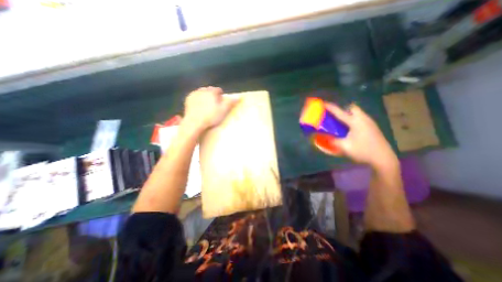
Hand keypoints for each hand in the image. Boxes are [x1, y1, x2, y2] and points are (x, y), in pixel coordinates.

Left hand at [183, 86, 239, 130]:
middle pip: (209, 90)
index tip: (221, 101)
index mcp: (211, 92)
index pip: (218, 90)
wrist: (194, 122)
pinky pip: (195, 96)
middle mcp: (202, 90)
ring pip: (202, 92)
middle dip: (213, 94)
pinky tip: (199, 106)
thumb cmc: (211, 116)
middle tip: (214, 104)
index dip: (221, 95)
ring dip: (205, 96)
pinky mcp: (188, 99)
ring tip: (207, 105)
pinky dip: (198, 99)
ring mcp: (194, 94)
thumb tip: (239, 97)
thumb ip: (230, 102)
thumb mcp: (223, 110)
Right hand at [326, 102, 399, 168]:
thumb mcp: (344, 147)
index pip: (340, 112)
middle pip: (353, 108)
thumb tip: (322, 138)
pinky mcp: (373, 127)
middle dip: (343, 109)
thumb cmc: (363, 151)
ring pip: (358, 113)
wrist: (383, 159)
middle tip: (336, 116)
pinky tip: (350, 129)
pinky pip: (361, 118)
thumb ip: (332, 141)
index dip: (331, 107)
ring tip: (341, 122)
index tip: (323, 103)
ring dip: (349, 114)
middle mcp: (364, 119)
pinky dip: (353, 119)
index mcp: (356, 122)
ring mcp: (370, 123)